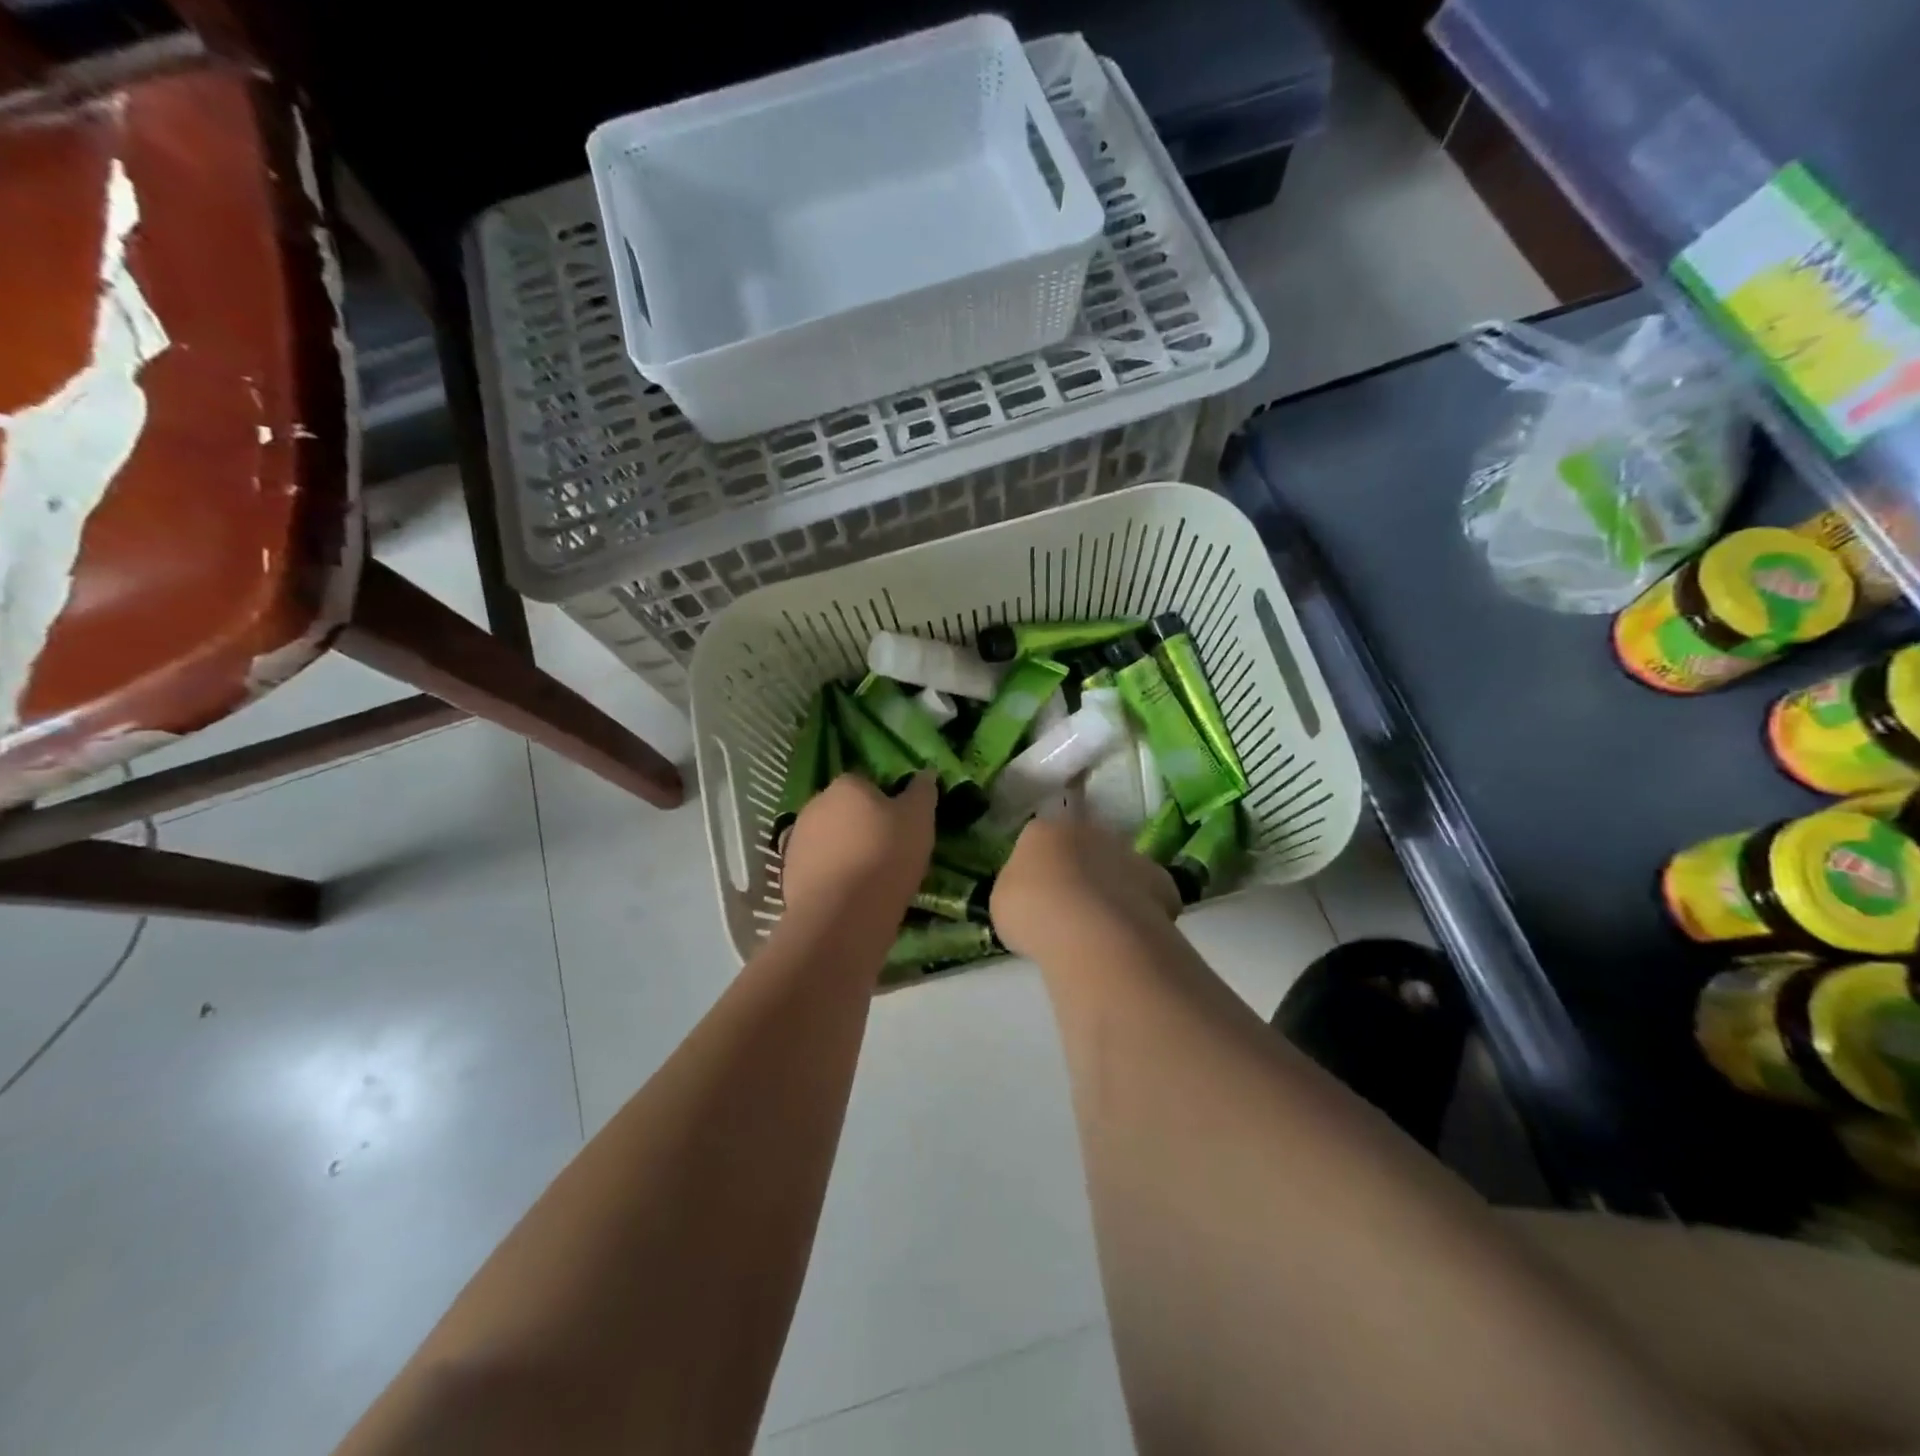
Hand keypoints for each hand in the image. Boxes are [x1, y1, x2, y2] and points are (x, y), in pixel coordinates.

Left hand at [780, 771, 936, 925]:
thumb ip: (922, 792)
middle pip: (844, 810)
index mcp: (846, 785)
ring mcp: (797, 839)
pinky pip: (818, 867)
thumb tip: (926, 772)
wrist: (841, 914)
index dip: (885, 803)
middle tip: (887, 851)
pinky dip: (832, 876)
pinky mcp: (788, 873)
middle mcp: (815, 804)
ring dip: (844, 851)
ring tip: (869, 878)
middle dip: (861, 825)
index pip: (867, 784)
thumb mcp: (919, 819)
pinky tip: (849, 895)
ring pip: (829, 839)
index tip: (901, 826)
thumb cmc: (885, 855)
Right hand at [990, 816, 1179, 958]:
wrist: (1090, 930)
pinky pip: (1148, 893)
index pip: (1038, 839)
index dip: (1038, 867)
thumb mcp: (1003, 903)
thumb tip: (1035, 895)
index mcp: (1043, 831)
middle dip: (1079, 871)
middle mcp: (1088, 831)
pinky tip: (1130, 935)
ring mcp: (1128, 853)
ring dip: (1111, 888)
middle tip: (1070, 909)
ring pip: (1117, 868)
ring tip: (1102, 928)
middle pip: (1082, 848)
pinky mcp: (1160, 880)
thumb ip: (1019, 891)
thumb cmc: (1032, 912)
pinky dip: (1141, 909)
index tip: (1036, 894)